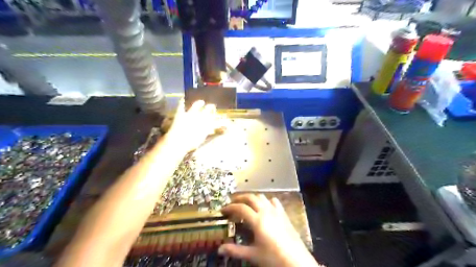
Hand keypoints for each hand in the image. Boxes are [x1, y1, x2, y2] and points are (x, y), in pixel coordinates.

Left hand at [165, 99, 221, 153]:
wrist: (179, 142)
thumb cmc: (191, 144)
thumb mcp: (201, 138)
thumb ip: (206, 132)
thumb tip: (210, 129)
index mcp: (207, 124)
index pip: (214, 118)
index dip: (216, 116)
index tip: (218, 116)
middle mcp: (200, 117)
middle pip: (208, 109)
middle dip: (211, 107)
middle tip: (212, 106)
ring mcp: (190, 114)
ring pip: (196, 105)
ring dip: (199, 103)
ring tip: (201, 102)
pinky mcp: (180, 114)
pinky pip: (181, 106)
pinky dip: (182, 102)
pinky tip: (182, 98)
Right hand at [217, 194, 321, 266]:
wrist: (297, 261)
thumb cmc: (273, 258)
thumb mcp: (253, 255)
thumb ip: (235, 251)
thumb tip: (219, 250)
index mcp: (257, 220)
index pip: (241, 208)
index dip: (230, 207)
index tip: (223, 210)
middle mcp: (266, 211)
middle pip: (251, 197)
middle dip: (240, 198)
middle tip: (232, 204)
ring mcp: (276, 211)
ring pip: (262, 197)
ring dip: (252, 198)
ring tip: (246, 204)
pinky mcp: (283, 214)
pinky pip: (274, 201)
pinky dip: (266, 201)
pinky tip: (264, 207)